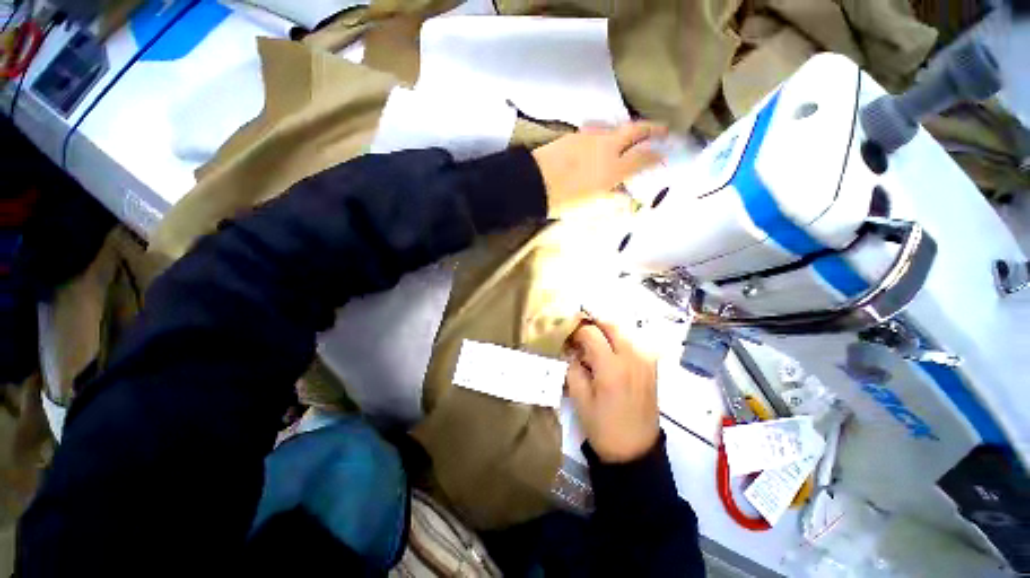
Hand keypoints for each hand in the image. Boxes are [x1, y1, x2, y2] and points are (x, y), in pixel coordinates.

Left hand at [532, 122, 667, 217]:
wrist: (533, 183)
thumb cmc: (563, 201)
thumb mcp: (589, 207)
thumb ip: (611, 201)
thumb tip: (625, 198)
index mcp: (613, 168)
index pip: (643, 157)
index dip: (657, 156)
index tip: (664, 155)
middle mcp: (606, 147)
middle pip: (635, 130)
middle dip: (653, 129)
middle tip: (663, 130)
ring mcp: (589, 137)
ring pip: (615, 126)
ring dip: (627, 129)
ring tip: (630, 137)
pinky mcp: (574, 135)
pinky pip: (596, 130)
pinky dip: (605, 134)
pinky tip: (600, 142)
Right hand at [565, 318, 658, 462]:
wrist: (636, 451)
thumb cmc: (603, 427)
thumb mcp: (579, 398)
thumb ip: (573, 368)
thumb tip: (571, 349)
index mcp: (611, 367)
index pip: (591, 333)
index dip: (576, 331)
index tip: (567, 338)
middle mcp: (632, 357)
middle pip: (611, 325)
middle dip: (592, 324)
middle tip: (579, 333)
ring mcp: (646, 360)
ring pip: (624, 331)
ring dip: (606, 332)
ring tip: (592, 344)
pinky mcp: (652, 366)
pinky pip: (633, 342)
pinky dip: (618, 341)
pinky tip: (609, 353)